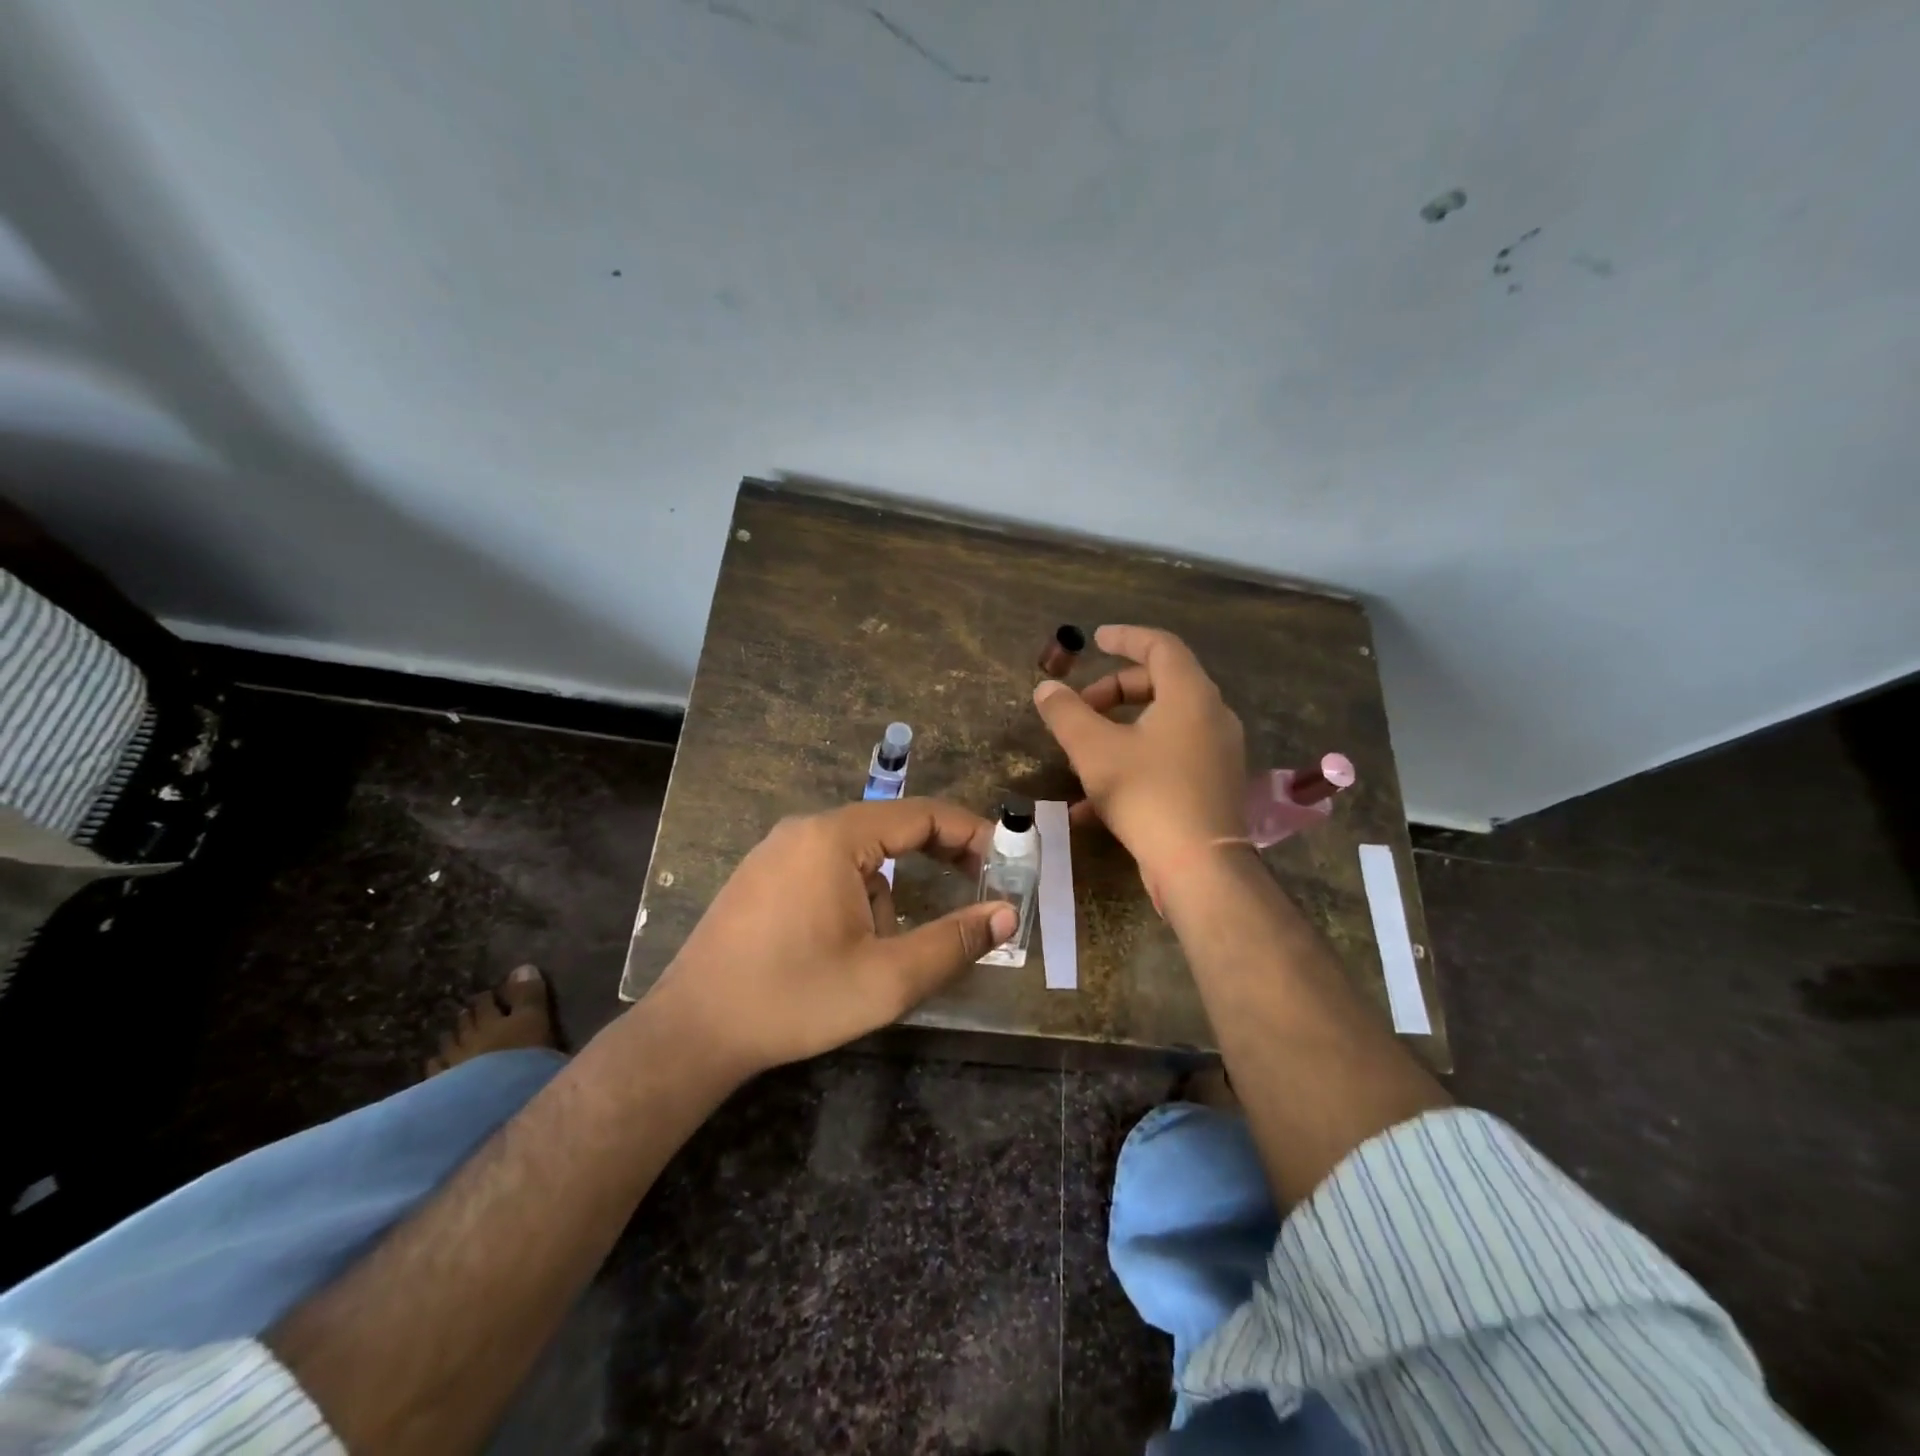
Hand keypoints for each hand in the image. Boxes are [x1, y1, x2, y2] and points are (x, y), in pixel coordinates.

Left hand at [647, 798, 1017, 1077]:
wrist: (692, 1031)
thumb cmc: (794, 998)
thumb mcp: (886, 978)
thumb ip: (954, 942)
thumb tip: (1007, 914)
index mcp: (835, 837)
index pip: (922, 814)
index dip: (972, 833)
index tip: (1006, 860)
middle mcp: (805, 829)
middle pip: (891, 829)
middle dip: (938, 859)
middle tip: (978, 889)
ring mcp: (778, 851)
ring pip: (861, 858)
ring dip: (889, 895)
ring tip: (882, 955)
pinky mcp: (763, 876)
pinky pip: (829, 871)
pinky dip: (856, 898)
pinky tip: (840, 949)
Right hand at [1032, 624, 1246, 883]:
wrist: (1199, 867)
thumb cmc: (1147, 795)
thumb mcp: (1094, 750)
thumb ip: (1066, 713)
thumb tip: (1046, 688)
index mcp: (1190, 695)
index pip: (1160, 646)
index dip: (1125, 638)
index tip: (1095, 640)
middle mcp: (1211, 716)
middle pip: (1160, 684)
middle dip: (1113, 691)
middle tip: (1079, 707)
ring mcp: (1216, 753)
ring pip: (1162, 725)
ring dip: (1119, 730)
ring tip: (1081, 753)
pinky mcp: (1211, 785)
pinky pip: (1168, 759)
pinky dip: (1133, 763)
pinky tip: (1092, 803)